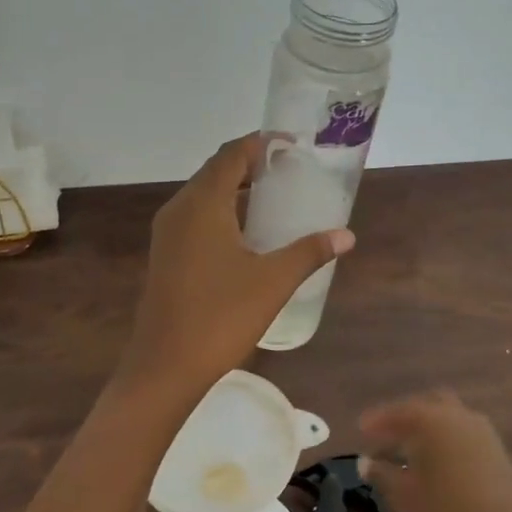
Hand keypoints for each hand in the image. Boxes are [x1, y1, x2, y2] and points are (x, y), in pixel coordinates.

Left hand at [119, 135, 353, 399]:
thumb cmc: (220, 316)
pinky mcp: (166, 255)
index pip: (231, 155)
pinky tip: (248, 234)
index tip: (292, 145)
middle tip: (289, 171)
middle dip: (251, 165)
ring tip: (275, 198)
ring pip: (204, 195)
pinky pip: (196, 217)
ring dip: (235, 189)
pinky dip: (223, 212)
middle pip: (216, 171)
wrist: (165, 366)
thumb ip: (309, 252)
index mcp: (202, 204)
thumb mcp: (273, 281)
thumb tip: (346, 235)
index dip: (261, 144)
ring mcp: (168, 234)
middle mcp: (179, 209)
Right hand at [361, 391, 511, 511]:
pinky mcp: (498, 454)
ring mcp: (484, 434)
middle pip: (428, 405)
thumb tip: (366, 462)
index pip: (400, 411)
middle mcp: (461, 418)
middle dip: (406, 417)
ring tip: (408, 451)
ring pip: (449, 418)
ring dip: (428, 428)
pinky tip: (435, 464)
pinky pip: (464, 434)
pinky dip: (445, 440)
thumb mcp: (405, 498)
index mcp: (435, 421)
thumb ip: (382, 474)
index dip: (378, 419)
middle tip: (386, 435)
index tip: (360, 428)